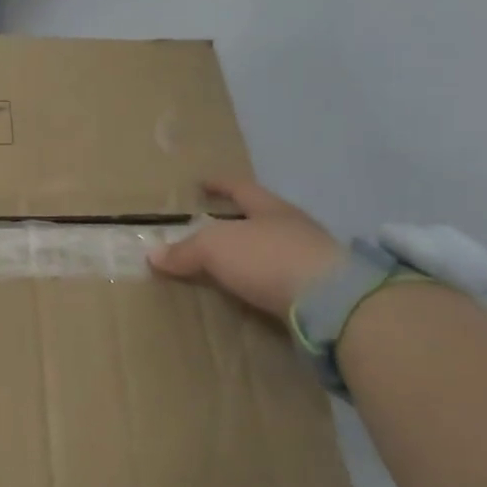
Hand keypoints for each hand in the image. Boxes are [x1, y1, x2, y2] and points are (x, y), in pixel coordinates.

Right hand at [148, 180, 342, 316]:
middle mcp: (294, 228)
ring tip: (228, 265)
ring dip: (253, 256)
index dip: (219, 185)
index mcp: (270, 208)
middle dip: (237, 222)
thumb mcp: (215, 248)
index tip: (202, 183)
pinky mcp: (322, 293)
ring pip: (274, 250)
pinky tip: (252, 292)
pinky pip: (284, 281)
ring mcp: (313, 260)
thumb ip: (185, 250)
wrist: (333, 303)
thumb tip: (153, 254)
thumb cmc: (268, 258)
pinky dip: (265, 283)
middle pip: (261, 218)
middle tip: (210, 227)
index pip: (240, 188)